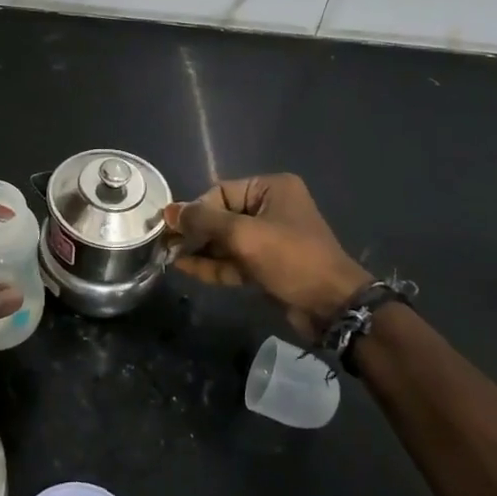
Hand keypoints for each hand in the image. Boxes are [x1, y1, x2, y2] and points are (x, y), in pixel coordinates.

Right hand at [163, 174, 370, 340]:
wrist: (332, 306)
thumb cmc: (290, 258)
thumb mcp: (244, 235)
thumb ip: (204, 221)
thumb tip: (169, 211)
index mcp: (271, 189)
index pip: (221, 192)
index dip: (195, 209)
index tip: (172, 227)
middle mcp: (270, 209)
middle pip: (221, 216)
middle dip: (195, 231)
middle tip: (164, 243)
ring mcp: (269, 239)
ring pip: (225, 241)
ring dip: (199, 249)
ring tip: (168, 255)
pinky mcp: (267, 266)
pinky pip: (233, 260)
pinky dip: (212, 264)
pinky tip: (184, 267)